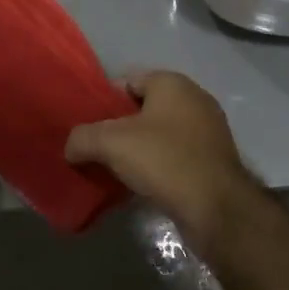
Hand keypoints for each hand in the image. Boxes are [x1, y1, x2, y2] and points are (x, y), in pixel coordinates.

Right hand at [65, 71, 254, 234]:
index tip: (86, 127)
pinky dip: (159, 165)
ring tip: (116, 171)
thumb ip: (83, 138)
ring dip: (140, 149)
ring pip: (161, 133)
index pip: (128, 81)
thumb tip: (70, 147)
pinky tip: (144, 185)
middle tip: (98, 150)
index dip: (104, 102)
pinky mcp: (214, 158)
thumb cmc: (165, 160)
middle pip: (144, 108)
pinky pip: (177, 154)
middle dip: (121, 128)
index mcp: (172, 82)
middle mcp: (194, 98)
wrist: (217, 208)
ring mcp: (208, 129)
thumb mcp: (112, 144)